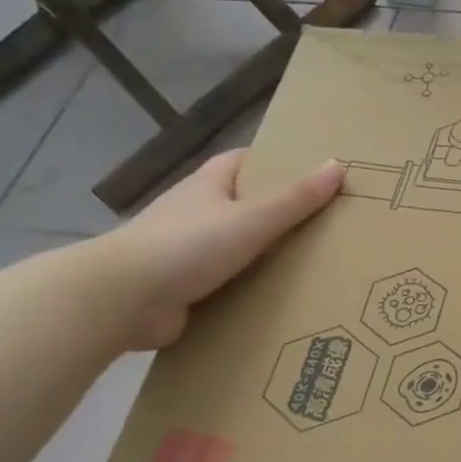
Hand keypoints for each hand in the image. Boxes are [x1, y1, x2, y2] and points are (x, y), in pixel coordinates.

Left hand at [83, 150, 345, 348]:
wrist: (123, 299)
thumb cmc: (188, 245)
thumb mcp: (252, 219)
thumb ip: (296, 199)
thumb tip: (337, 164)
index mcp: (208, 185)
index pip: (244, 162)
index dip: (277, 163)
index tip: (313, 173)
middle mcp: (196, 212)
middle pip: (244, 204)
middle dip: (279, 212)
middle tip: (326, 222)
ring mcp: (187, 251)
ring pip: (236, 245)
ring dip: (266, 254)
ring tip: (314, 262)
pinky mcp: (185, 286)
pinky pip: (227, 281)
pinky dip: (250, 286)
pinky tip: (280, 297)